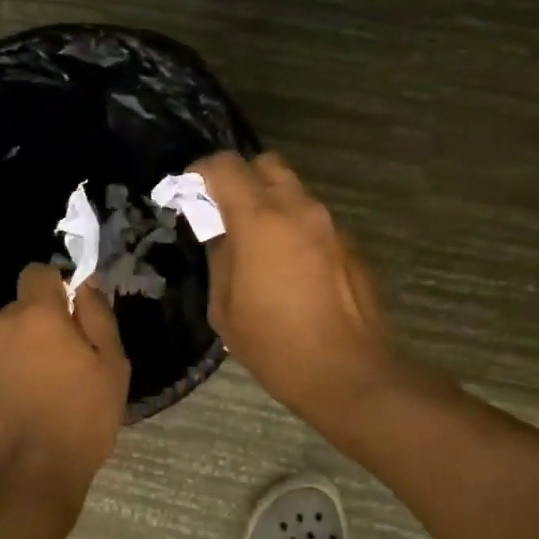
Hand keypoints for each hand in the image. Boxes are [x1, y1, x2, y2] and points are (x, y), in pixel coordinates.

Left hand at [0, 264, 129, 499]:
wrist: (27, 479)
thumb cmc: (81, 420)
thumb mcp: (112, 366)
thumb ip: (98, 315)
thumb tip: (85, 284)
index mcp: (36, 314)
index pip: (37, 273)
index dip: (54, 290)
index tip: (67, 317)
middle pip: (15, 312)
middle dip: (33, 329)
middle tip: (53, 367)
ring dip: (7, 354)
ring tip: (25, 394)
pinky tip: (2, 411)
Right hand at [191, 152, 398, 422]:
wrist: (347, 373)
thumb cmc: (275, 345)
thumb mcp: (224, 307)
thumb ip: (219, 258)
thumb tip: (221, 235)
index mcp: (260, 219)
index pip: (226, 165)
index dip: (202, 171)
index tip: (189, 191)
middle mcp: (299, 209)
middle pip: (267, 164)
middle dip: (241, 178)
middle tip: (225, 211)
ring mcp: (330, 224)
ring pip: (294, 191)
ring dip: (270, 203)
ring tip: (256, 242)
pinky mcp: (349, 244)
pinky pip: (313, 219)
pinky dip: (294, 227)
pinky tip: (288, 267)